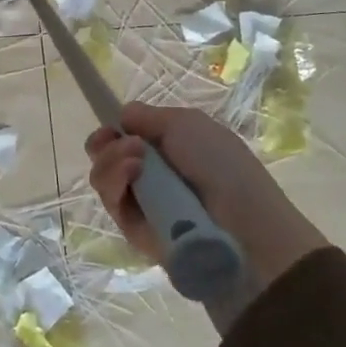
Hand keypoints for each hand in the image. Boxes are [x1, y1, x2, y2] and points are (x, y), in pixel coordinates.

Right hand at [86, 104, 327, 294]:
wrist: (242, 227)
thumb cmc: (221, 166)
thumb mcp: (187, 124)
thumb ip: (148, 116)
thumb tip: (121, 119)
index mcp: (168, 147)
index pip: (125, 136)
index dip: (113, 130)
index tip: (114, 128)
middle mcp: (150, 173)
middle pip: (106, 155)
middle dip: (107, 144)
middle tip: (128, 145)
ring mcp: (141, 202)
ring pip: (103, 176)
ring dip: (112, 160)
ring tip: (136, 161)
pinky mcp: (133, 230)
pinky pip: (111, 202)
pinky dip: (115, 182)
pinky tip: (132, 174)